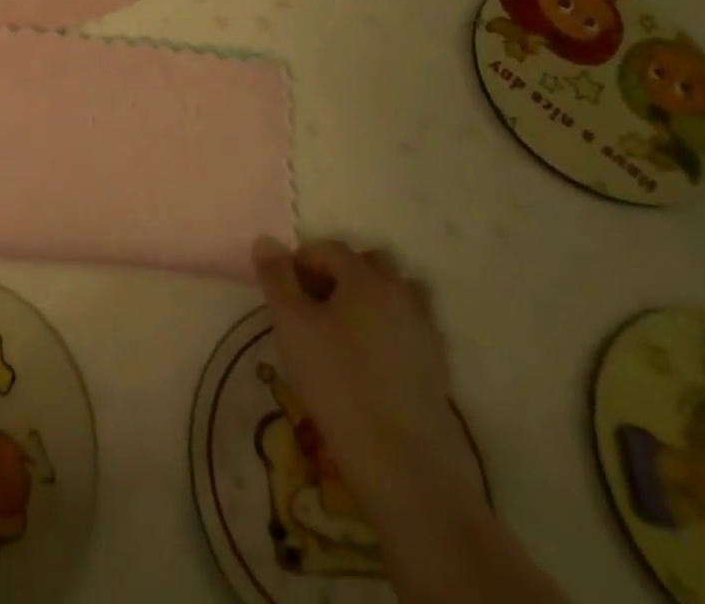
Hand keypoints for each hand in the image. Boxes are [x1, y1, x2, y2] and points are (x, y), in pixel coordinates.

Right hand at [251, 237, 473, 517]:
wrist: (402, 462)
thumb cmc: (336, 380)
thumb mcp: (290, 323)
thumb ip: (276, 277)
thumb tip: (267, 241)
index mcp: (366, 277)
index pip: (330, 248)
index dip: (302, 261)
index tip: (284, 290)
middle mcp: (401, 293)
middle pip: (370, 264)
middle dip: (340, 274)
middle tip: (314, 306)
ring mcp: (426, 331)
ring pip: (397, 294)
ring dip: (371, 299)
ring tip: (346, 330)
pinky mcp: (438, 367)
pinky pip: (410, 329)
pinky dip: (390, 330)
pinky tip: (371, 360)